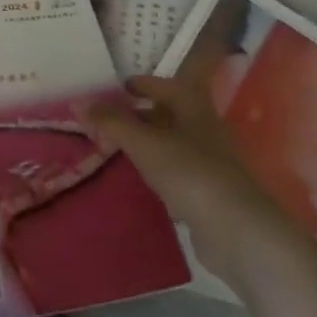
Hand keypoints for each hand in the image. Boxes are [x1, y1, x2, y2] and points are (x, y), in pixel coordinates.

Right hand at [84, 0, 284, 287]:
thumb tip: (78, 101)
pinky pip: (176, 171)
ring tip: (116, 148)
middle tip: (107, 119)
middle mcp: (204, 129)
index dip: (141, 84)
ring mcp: (210, 162)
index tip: (115, 88)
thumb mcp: (144, 143)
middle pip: (168, 114)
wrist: (238, 232)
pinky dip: (156, 170)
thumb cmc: (191, 173)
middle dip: (139, 114)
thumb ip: (111, 122)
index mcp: (194, 108)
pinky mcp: (209, 193)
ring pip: (171, 143)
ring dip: (146, 143)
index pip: (164, 85)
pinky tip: (140, 180)